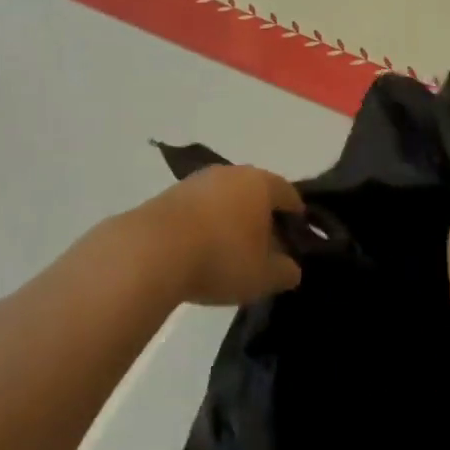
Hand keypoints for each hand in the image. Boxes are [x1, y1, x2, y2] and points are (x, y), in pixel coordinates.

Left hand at [133, 165, 304, 305]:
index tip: (297, 235)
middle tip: (266, 246)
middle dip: (262, 216)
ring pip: (225, 198)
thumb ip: (285, 272)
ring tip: (230, 250)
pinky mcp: (170, 194)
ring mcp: (198, 180)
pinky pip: (199, 208)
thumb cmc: (220, 258)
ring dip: (231, 219)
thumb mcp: (263, 276)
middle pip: (256, 192)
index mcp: (261, 184)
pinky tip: (201, 249)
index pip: (289, 193)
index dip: (296, 215)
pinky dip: (206, 224)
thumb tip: (292, 268)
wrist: (151, 252)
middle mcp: (232, 173)